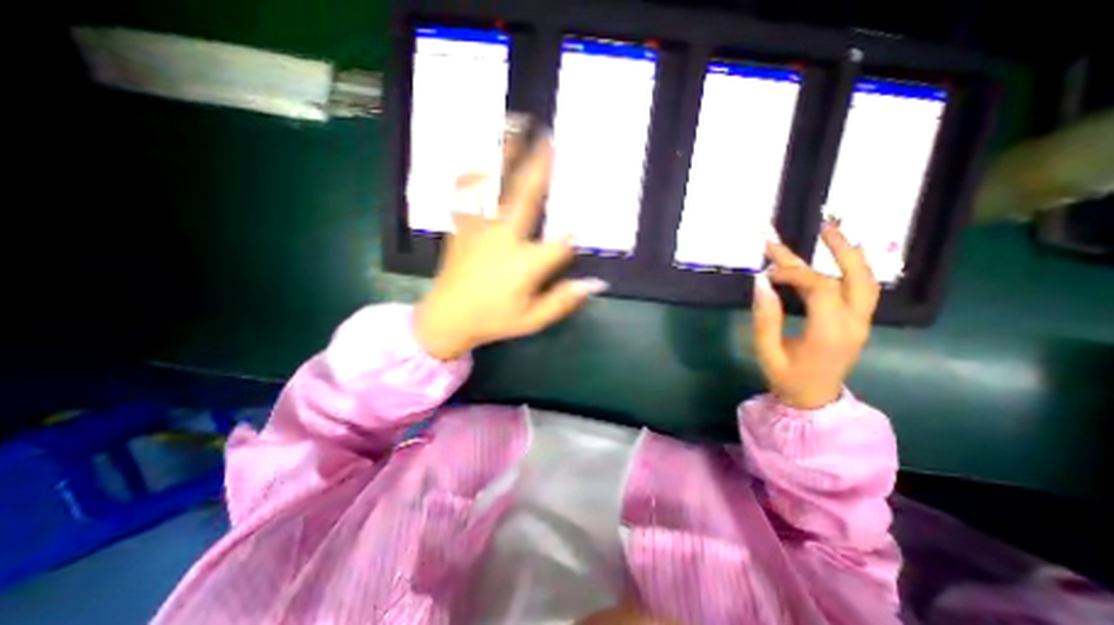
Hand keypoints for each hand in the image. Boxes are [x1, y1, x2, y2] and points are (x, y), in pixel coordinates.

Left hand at [415, 137, 608, 360]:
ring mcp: (480, 229)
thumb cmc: (493, 319)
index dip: (576, 232)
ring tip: (513, 128)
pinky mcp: (462, 228)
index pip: (560, 243)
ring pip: (495, 186)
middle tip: (549, 139)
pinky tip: (482, 159)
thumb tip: (595, 284)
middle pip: (526, 196)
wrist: (447, 318)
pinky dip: (476, 173)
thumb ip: (563, 301)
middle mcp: (504, 239)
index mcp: (525, 263)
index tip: (586, 216)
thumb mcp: (533, 319)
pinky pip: (469, 194)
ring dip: (505, 157)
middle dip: (540, 167)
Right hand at [747, 222, 878, 411]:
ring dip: (849, 254)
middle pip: (856, 277)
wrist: (814, 401)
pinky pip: (860, 290)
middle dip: (838, 249)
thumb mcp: (767, 352)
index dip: (792, 273)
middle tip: (822, 225)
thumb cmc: (787, 378)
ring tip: (831, 232)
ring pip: (865, 280)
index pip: (819, 288)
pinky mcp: (858, 323)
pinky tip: (836, 258)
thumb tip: (761, 282)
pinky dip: (850, 269)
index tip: (766, 273)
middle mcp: (854, 323)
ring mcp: (861, 323)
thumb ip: (765, 317)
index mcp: (830, 332)